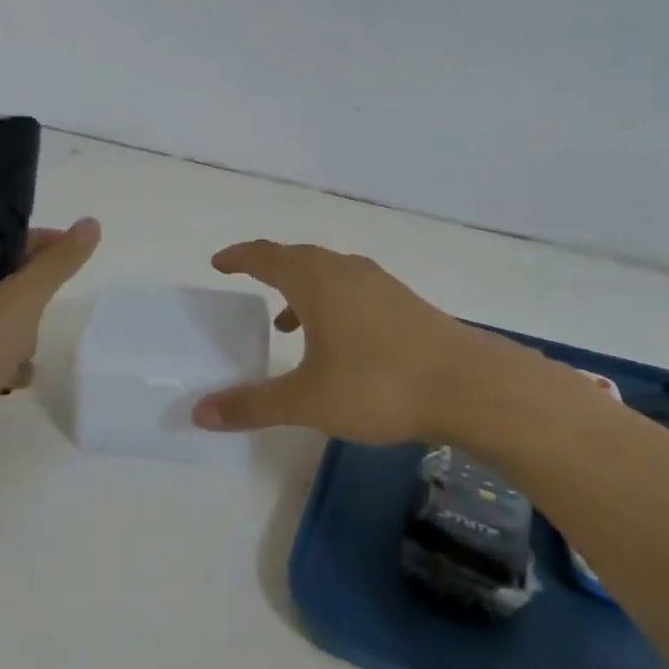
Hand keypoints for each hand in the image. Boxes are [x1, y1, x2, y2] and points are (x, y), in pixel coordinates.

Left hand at [0, 218, 101, 419]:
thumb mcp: (22, 299)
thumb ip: (57, 263)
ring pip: (0, 321)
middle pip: (1, 284)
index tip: (69, 255)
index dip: (36, 244)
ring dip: (22, 336)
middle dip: (29, 300)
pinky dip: (10, 363)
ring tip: (22, 354)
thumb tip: (90, 224)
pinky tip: (17, 379)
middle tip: (39, 314)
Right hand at [191, 240, 534, 445]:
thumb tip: (198, 412)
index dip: (239, 257)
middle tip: (248, 282)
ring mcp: (380, 285)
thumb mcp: (307, 400)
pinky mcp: (405, 304)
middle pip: (299, 258)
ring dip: (302, 290)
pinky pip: (354, 291)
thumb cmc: (378, 385)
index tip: (218, 262)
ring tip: (285, 322)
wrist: (470, 386)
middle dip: (270, 269)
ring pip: (329, 274)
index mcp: (316, 281)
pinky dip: (332, 304)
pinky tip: (337, 342)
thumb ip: (252, 404)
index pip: (266, 256)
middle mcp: (346, 271)